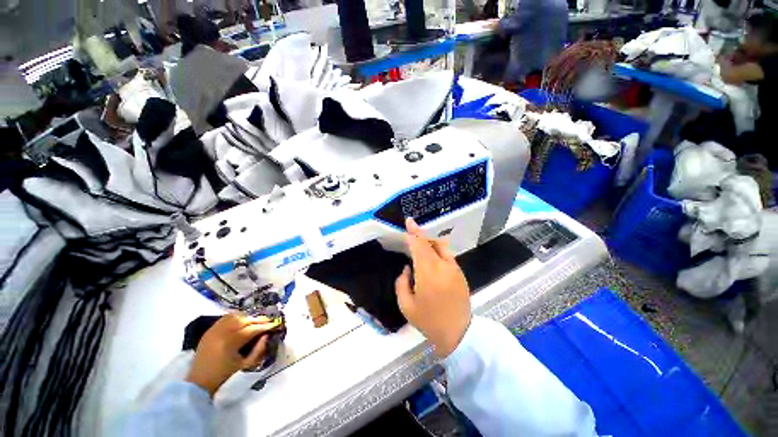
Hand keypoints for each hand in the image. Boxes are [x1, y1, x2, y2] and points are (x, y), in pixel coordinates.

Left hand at [186, 314, 277, 395]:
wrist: (198, 384)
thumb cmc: (224, 377)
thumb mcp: (245, 366)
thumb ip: (259, 350)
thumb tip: (266, 336)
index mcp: (231, 342)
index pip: (253, 329)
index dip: (266, 326)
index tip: (275, 325)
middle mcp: (222, 332)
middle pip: (245, 320)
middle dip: (259, 320)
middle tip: (268, 322)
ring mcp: (214, 330)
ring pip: (235, 316)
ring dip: (247, 317)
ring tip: (255, 322)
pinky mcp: (209, 331)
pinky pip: (225, 318)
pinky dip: (236, 317)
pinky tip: (242, 321)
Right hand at [395, 218, 471, 357]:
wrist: (458, 333)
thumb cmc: (429, 321)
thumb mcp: (406, 306)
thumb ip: (402, 283)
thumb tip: (408, 268)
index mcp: (428, 274)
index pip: (419, 247)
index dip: (413, 234)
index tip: (407, 223)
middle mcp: (443, 266)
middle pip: (430, 243)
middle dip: (419, 232)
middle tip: (411, 224)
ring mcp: (454, 268)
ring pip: (441, 246)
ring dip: (429, 240)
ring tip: (420, 239)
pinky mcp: (460, 272)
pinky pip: (446, 254)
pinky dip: (437, 249)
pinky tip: (431, 253)